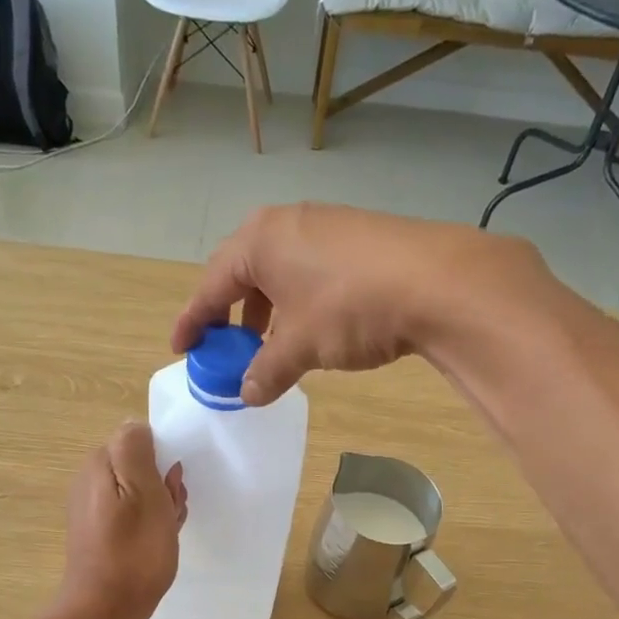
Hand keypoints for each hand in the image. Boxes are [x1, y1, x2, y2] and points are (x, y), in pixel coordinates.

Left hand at [57, 422, 186, 618]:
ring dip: (160, 508)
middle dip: (164, 488)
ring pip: (140, 492)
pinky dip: (148, 525)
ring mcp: (91, 508)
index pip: (142, 442)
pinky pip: (131, 515)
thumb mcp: (145, 493)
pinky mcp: (97, 532)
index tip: (172, 491)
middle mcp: (90, 480)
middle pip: (141, 467)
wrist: (104, 609)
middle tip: (171, 516)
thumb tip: (136, 426)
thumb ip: (137, 450)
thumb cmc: (133, 552)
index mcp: (100, 464)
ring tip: (165, 534)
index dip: (164, 464)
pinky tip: (154, 545)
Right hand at [172, 204, 563, 404]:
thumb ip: (266, 371)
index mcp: (260, 241)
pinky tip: (312, 330)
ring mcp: (326, 226)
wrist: (438, 282)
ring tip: (270, 346)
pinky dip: (299, 303)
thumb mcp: (299, 346)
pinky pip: (310, 272)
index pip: (211, 285)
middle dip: (231, 314)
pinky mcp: (358, 238)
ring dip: (267, 311)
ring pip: (280, 273)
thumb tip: (247, 394)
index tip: (181, 348)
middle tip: (227, 349)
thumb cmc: (349, 308)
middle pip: (243, 273)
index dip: (193, 321)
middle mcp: (287, 224)